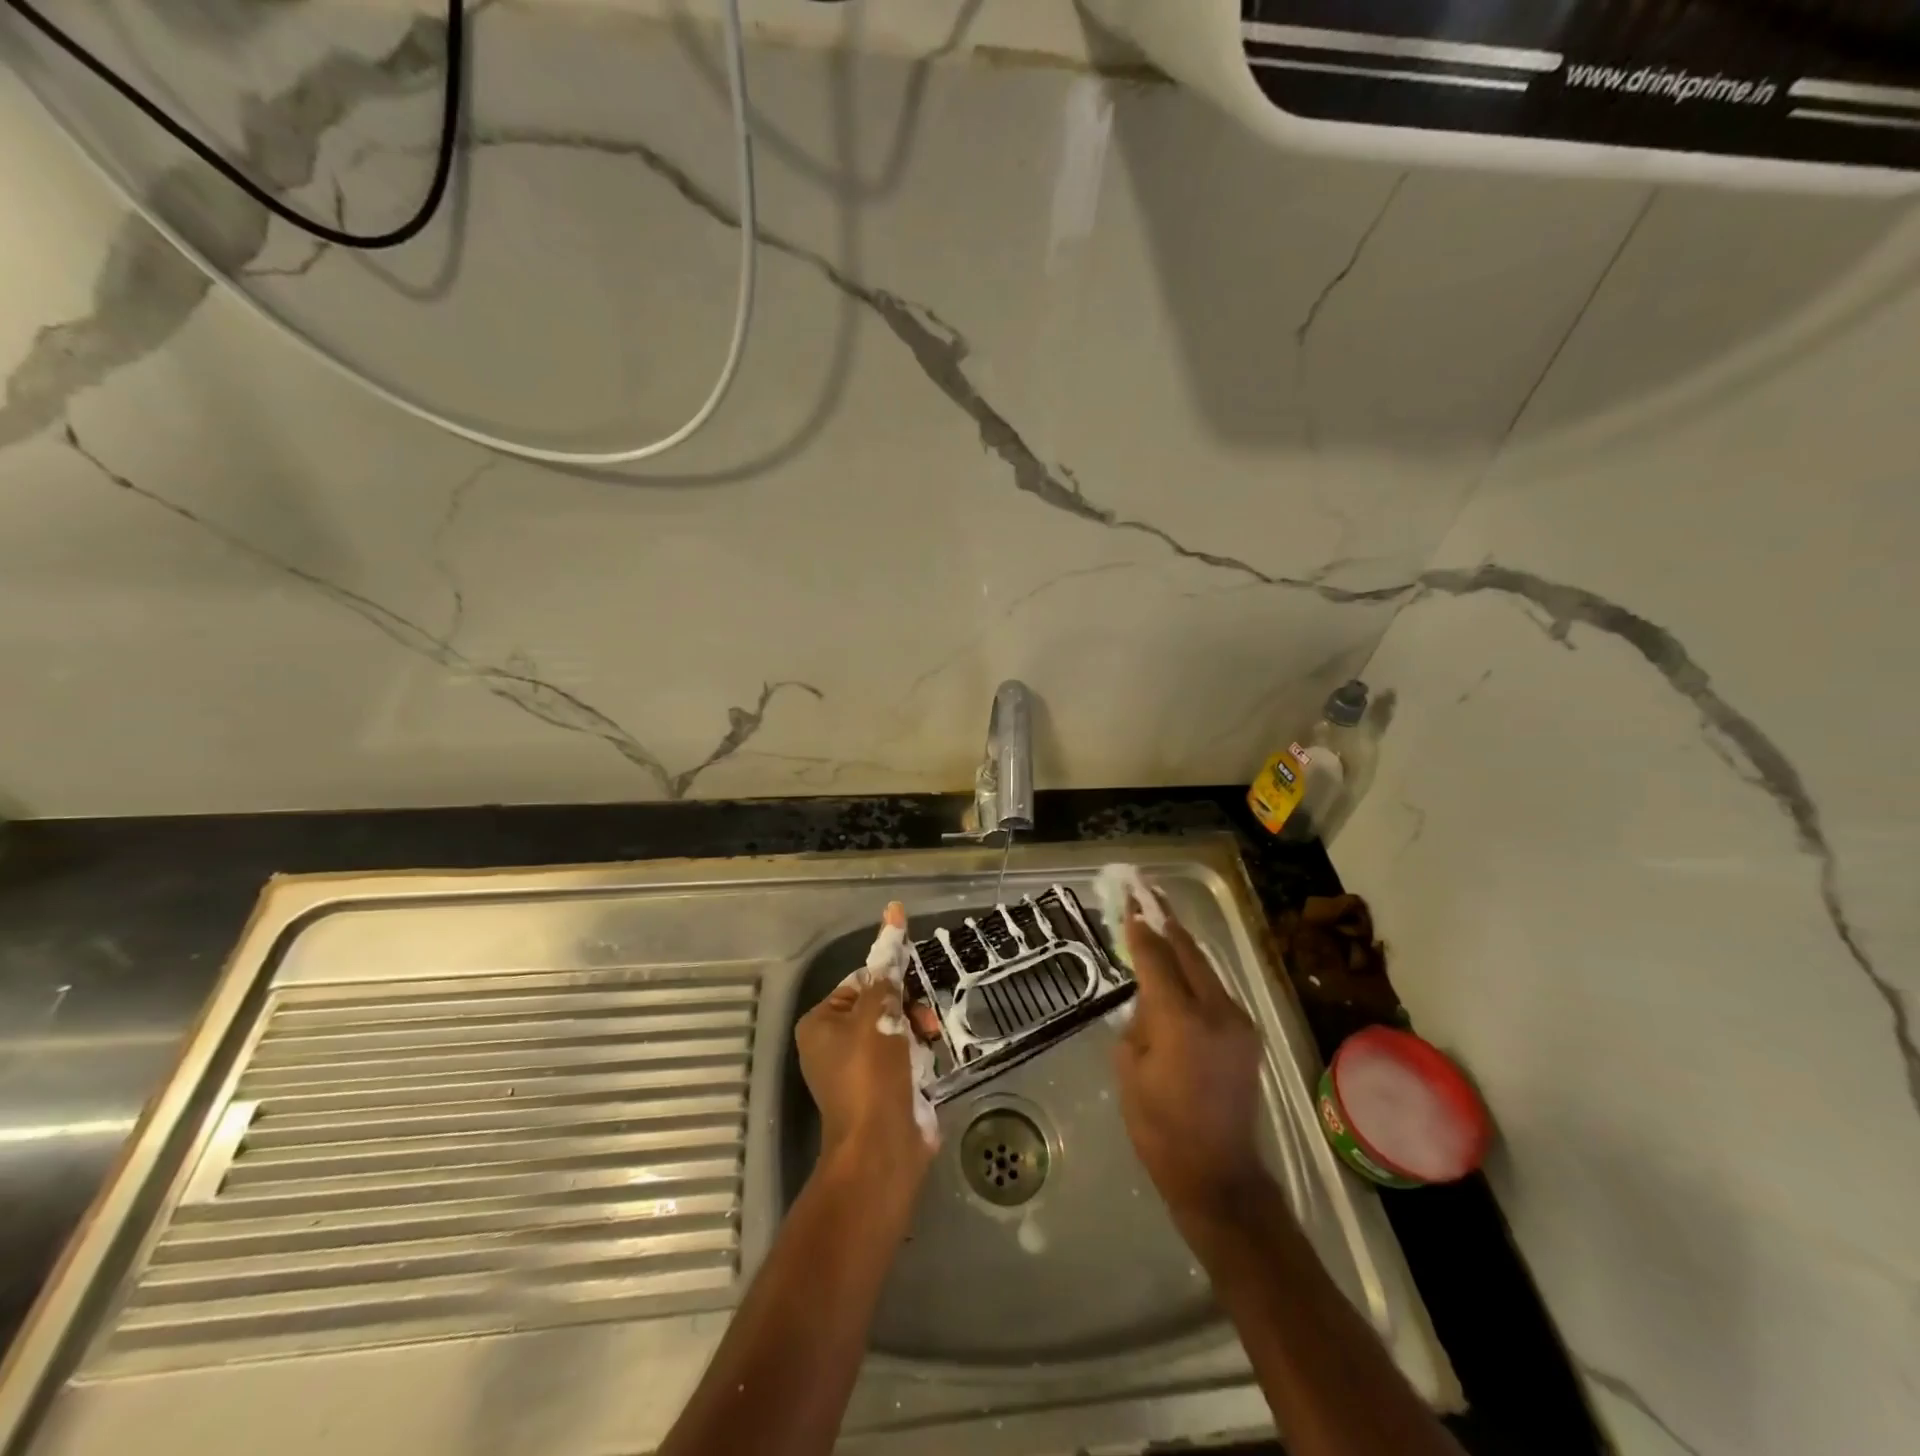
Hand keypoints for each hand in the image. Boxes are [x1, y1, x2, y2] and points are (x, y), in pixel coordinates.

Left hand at [796, 903, 938, 1202]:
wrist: (882, 1148)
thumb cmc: (871, 1073)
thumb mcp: (879, 1013)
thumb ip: (888, 967)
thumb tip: (893, 909)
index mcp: (821, 1022)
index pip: (860, 981)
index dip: (889, 979)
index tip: (912, 984)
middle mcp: (834, 1043)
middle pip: (881, 1005)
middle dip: (908, 1009)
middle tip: (923, 1022)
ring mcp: (859, 1070)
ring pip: (899, 1030)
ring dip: (918, 1033)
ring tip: (930, 1044)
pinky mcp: (883, 1090)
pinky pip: (906, 1057)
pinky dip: (920, 1057)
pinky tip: (929, 1065)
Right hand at [1115, 893, 1269, 1229]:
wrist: (1219, 1175)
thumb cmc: (1160, 1128)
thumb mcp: (1130, 1071)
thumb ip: (1139, 1023)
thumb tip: (1149, 1000)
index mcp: (1181, 1022)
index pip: (1156, 960)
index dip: (1140, 929)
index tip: (1129, 900)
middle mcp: (1217, 1012)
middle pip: (1188, 953)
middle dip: (1165, 921)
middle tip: (1146, 891)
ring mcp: (1239, 1022)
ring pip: (1206, 968)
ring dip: (1182, 945)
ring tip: (1161, 918)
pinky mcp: (1248, 1035)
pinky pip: (1216, 990)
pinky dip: (1195, 973)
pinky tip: (1181, 965)